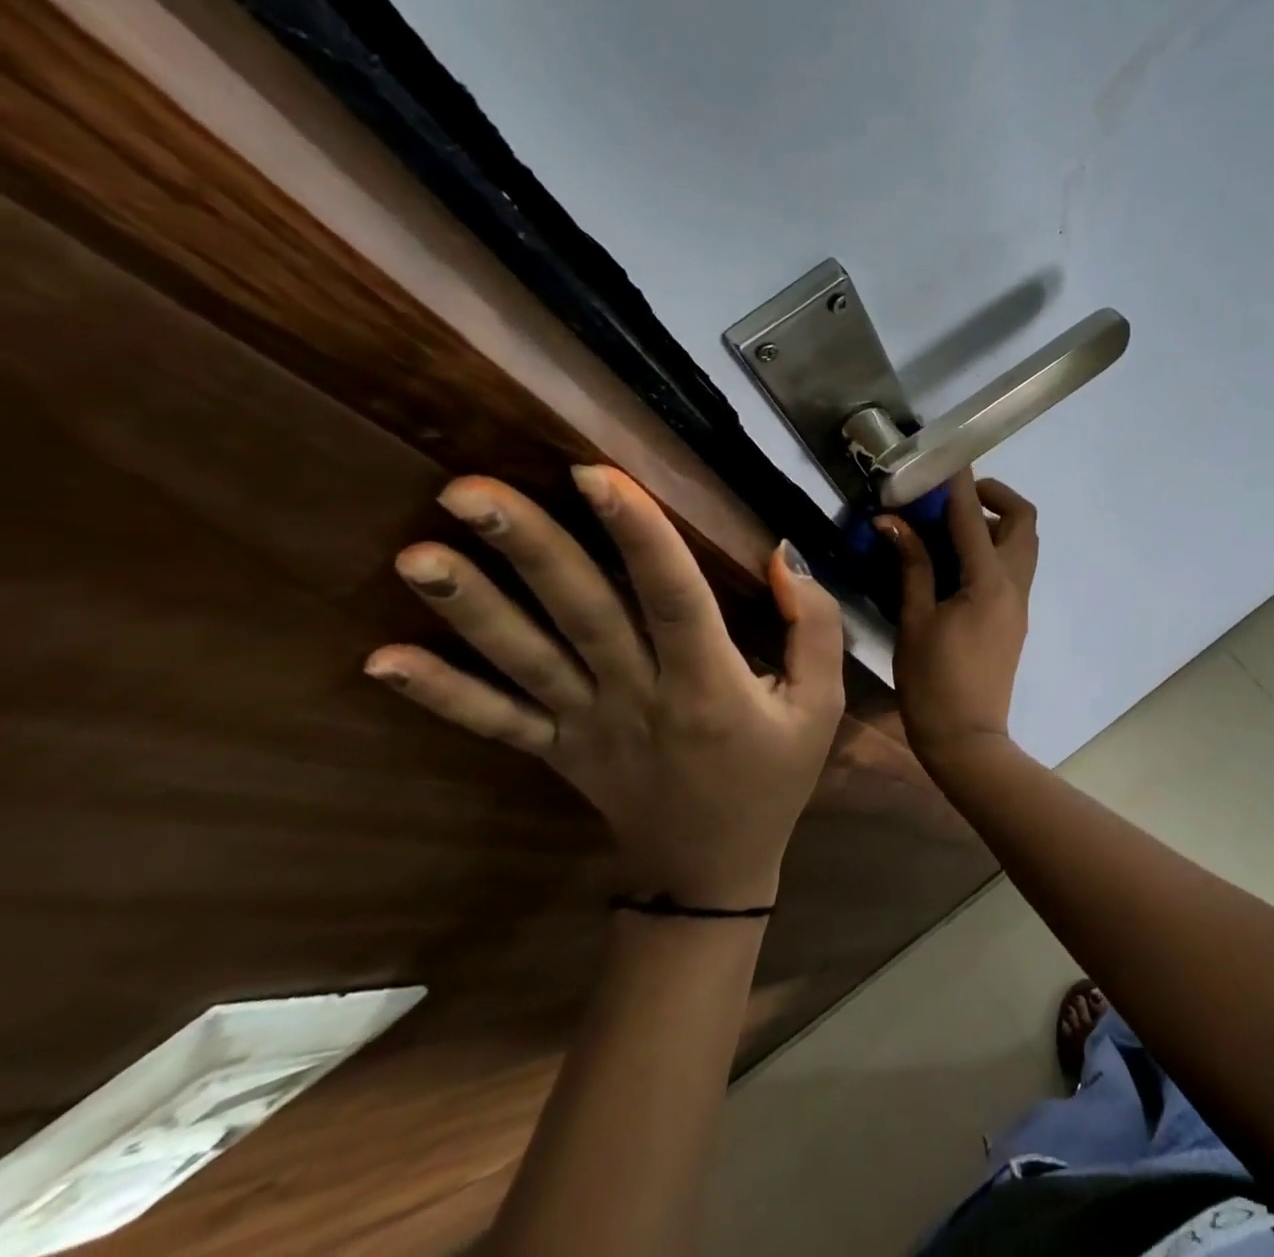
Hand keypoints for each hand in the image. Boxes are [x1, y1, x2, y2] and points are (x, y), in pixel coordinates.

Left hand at [363, 466, 844, 908]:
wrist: (711, 870)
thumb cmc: (773, 777)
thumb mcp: (821, 706)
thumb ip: (814, 628)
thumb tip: (782, 557)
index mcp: (709, 686)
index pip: (675, 599)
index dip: (639, 536)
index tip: (595, 473)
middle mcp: (639, 699)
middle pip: (583, 616)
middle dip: (531, 551)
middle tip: (468, 491)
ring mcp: (587, 727)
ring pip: (526, 661)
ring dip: (471, 608)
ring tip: (416, 554)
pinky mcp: (556, 751)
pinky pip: (495, 722)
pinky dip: (440, 694)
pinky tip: (383, 661)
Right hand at [877, 472, 1036, 767]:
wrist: (968, 740)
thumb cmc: (933, 683)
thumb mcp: (914, 622)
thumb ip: (910, 566)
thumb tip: (893, 522)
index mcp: (988, 582)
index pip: (973, 516)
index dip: (957, 482)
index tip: (942, 458)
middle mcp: (1013, 584)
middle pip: (1023, 520)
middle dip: (994, 495)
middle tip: (952, 498)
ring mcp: (1019, 602)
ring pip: (1023, 543)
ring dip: (995, 522)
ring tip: (949, 528)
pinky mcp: (1015, 617)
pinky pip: (1013, 567)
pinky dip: (992, 548)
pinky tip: (954, 563)